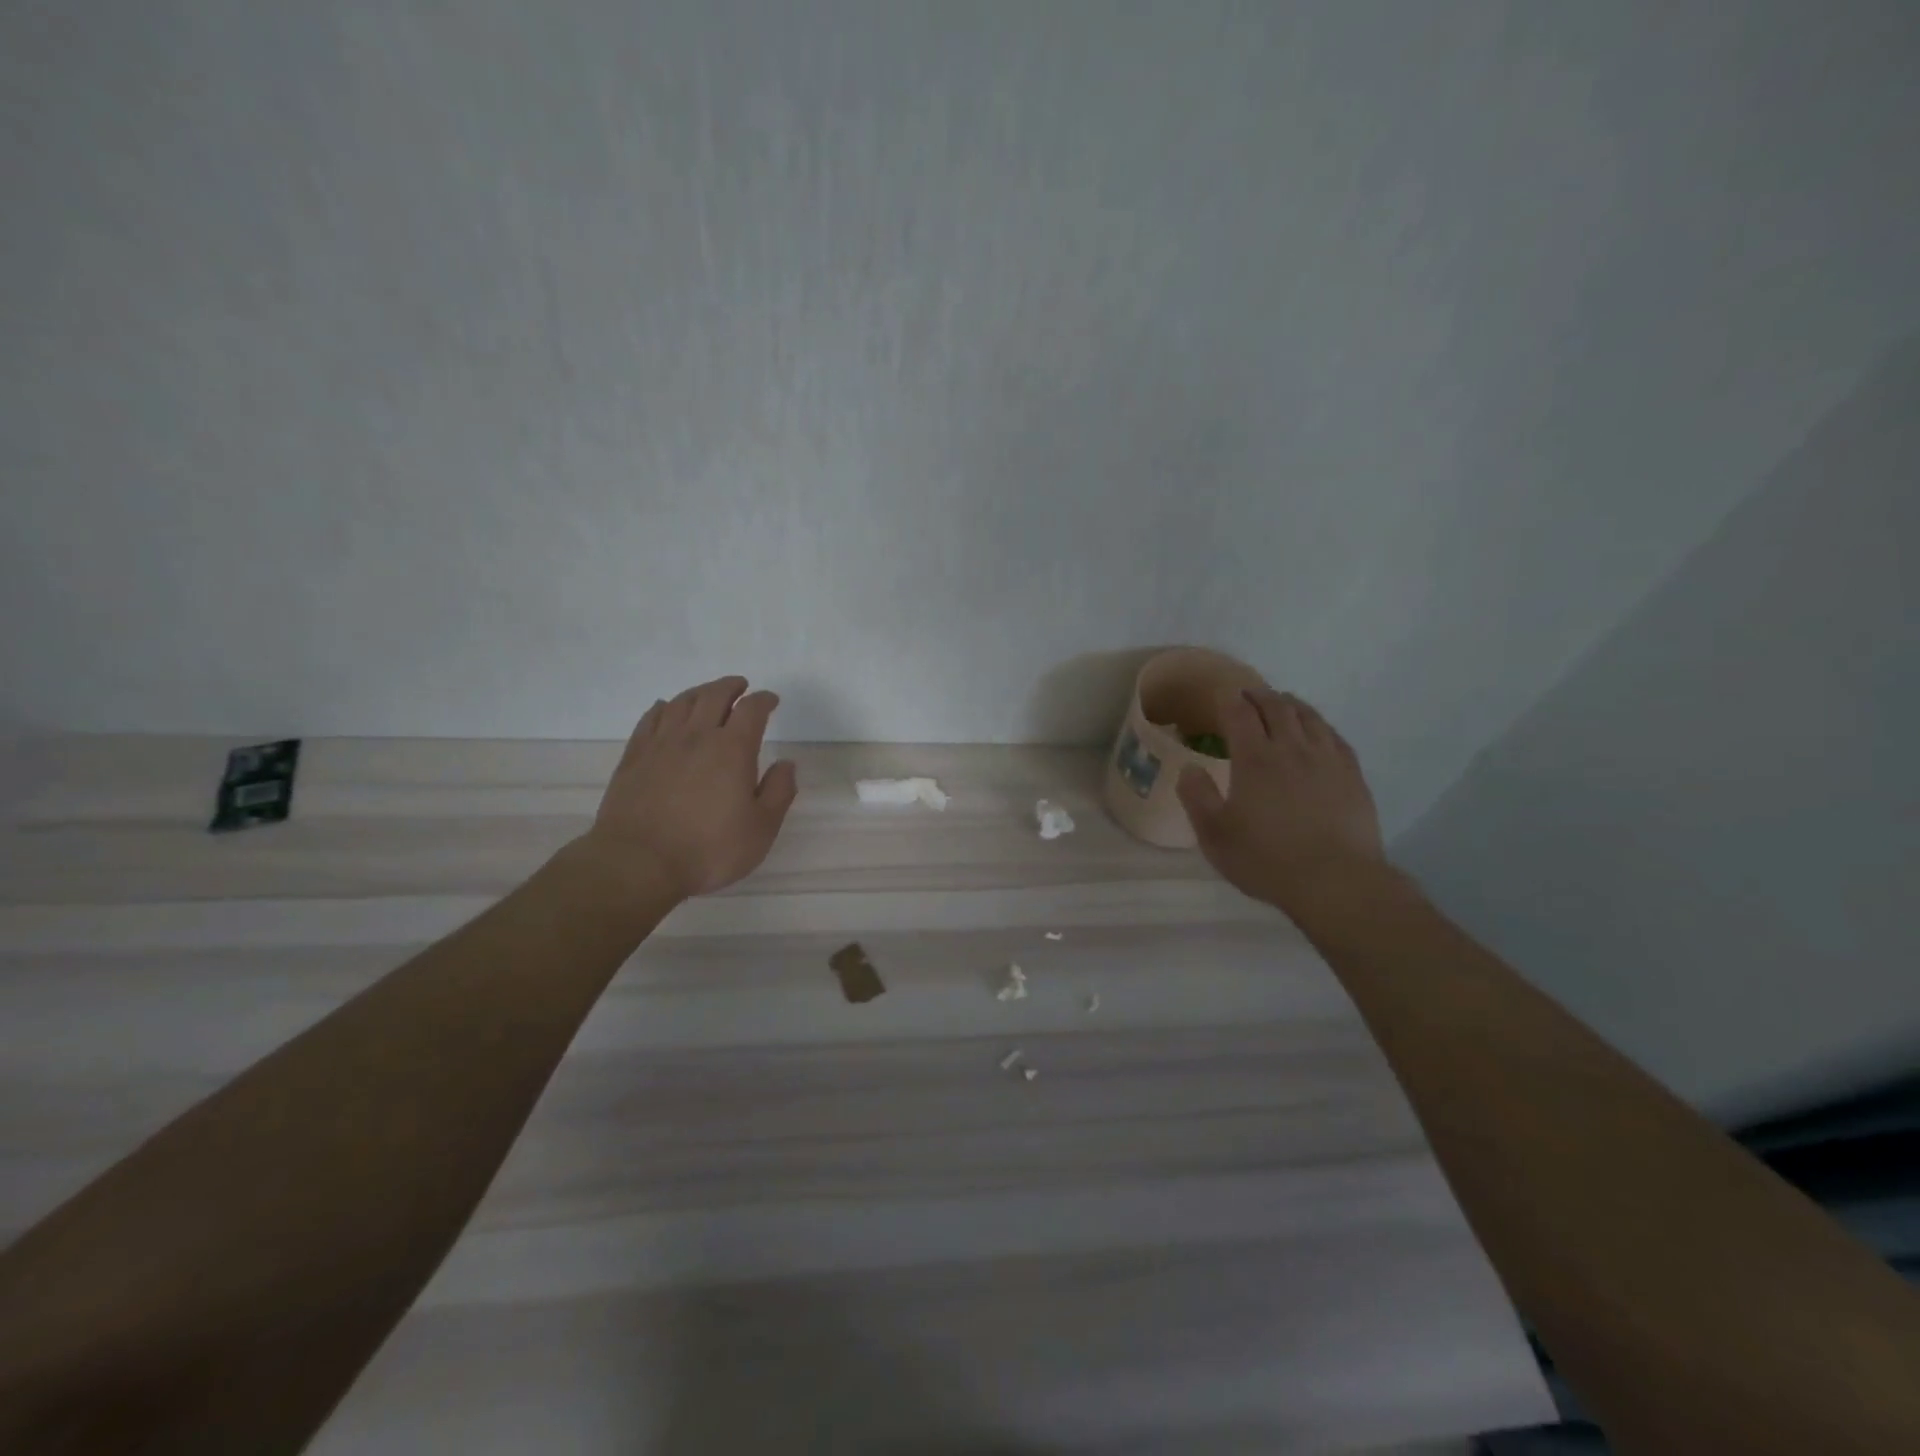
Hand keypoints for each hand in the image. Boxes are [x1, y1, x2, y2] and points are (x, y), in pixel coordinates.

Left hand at [579, 676, 798, 900]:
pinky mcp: (634, 758)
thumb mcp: (761, 829)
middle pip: (714, 696)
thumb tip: (786, 764)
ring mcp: (661, 744)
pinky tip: (665, 709)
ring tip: (708, 694)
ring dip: (699, 692)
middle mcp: (697, 737)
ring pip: (681, 703)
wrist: (638, 863)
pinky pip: (650, 720)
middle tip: (741, 686)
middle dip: (731, 687)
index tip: (770, 700)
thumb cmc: (709, 850)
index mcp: (732, 749)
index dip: (763, 700)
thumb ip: (779, 792)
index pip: (751, 710)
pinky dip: (663, 708)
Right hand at [1176, 688, 1386, 915]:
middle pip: (1276, 707)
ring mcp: (1327, 759)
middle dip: (1258, 695)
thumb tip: (1189, 767)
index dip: (1228, 700)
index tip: (1220, 694)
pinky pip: (1334, 736)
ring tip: (1281, 702)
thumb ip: (1197, 797)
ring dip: (1290, 704)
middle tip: (1247, 694)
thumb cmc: (1266, 859)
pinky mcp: (1352, 775)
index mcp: (1255, 759)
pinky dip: (1319, 724)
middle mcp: (1292, 749)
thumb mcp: (1214, 835)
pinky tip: (1317, 730)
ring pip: (1308, 717)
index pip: (1239, 714)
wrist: (1336, 882)